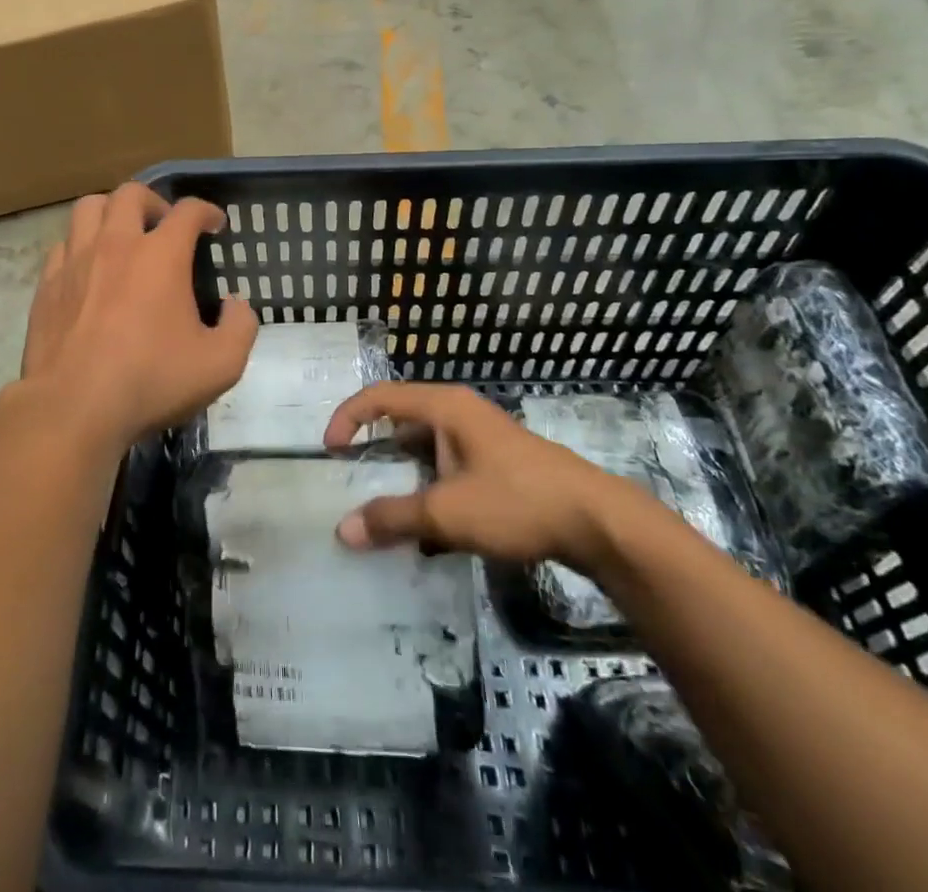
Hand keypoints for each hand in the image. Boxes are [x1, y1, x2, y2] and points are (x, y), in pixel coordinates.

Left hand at [22, 183, 258, 450]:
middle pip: (132, 193)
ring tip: (122, 235)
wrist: (74, 407)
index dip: (206, 211)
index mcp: (162, 255)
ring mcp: (76, 260)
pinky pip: (63, 244)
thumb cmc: (151, 381)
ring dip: (111, 212)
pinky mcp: (47, 284)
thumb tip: (236, 304)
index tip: (215, 224)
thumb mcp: (220, 364)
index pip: (188, 211)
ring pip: (90, 208)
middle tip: (164, 225)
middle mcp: (117, 244)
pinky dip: (80, 245)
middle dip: (155, 201)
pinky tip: (88, 269)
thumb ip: (241, 327)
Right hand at [323, 383, 635, 572]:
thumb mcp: (447, 513)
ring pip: (426, 449)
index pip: (379, 397)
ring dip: (403, 477)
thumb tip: (343, 530)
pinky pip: (448, 468)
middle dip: (374, 451)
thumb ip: (392, 518)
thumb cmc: (516, 501)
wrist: (597, 521)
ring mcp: (481, 438)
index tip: (329, 452)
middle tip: (352, 482)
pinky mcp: (498, 464)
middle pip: (402, 422)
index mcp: (444, 406)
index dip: (348, 418)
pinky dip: (430, 490)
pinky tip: (429, 530)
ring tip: (385, 510)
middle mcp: (459, 413)